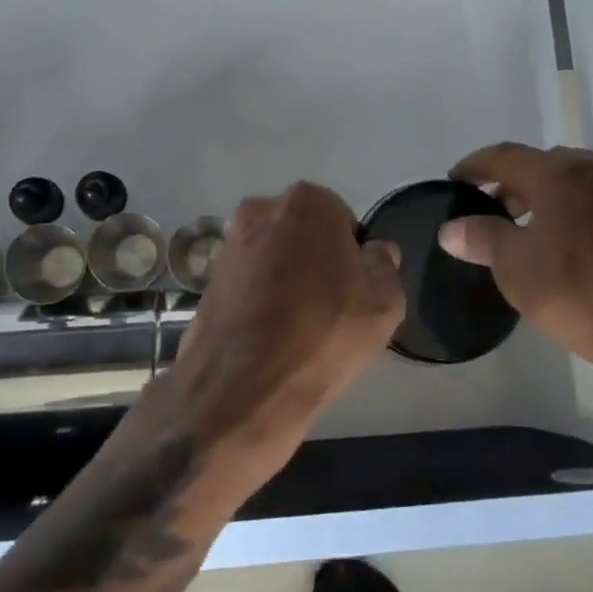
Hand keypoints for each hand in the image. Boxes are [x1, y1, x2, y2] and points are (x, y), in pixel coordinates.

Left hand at [149, 181, 403, 491]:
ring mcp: (229, 245)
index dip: (352, 257)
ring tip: (297, 328)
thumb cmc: (323, 334)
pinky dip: (259, 300)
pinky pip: (247, 283)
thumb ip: (385, 267)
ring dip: (285, 279)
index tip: (354, 292)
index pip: (342, 221)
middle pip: (303, 235)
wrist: (242, 388)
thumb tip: (376, 252)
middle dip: (315, 261)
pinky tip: (269, 337)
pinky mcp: (207, 280)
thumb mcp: (384, 304)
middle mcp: (261, 211)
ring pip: (273, 258)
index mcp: (306, 203)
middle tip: (329, 308)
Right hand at [439, 143, 592, 393]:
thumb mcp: (517, 268)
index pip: (505, 156)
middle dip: (513, 184)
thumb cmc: (582, 295)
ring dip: (546, 197)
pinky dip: (576, 210)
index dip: (475, 167)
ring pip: (575, 181)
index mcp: (562, 171)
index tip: (455, 181)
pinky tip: (566, 242)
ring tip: (525, 229)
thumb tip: (451, 228)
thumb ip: (481, 238)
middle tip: (490, 210)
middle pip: (543, 165)